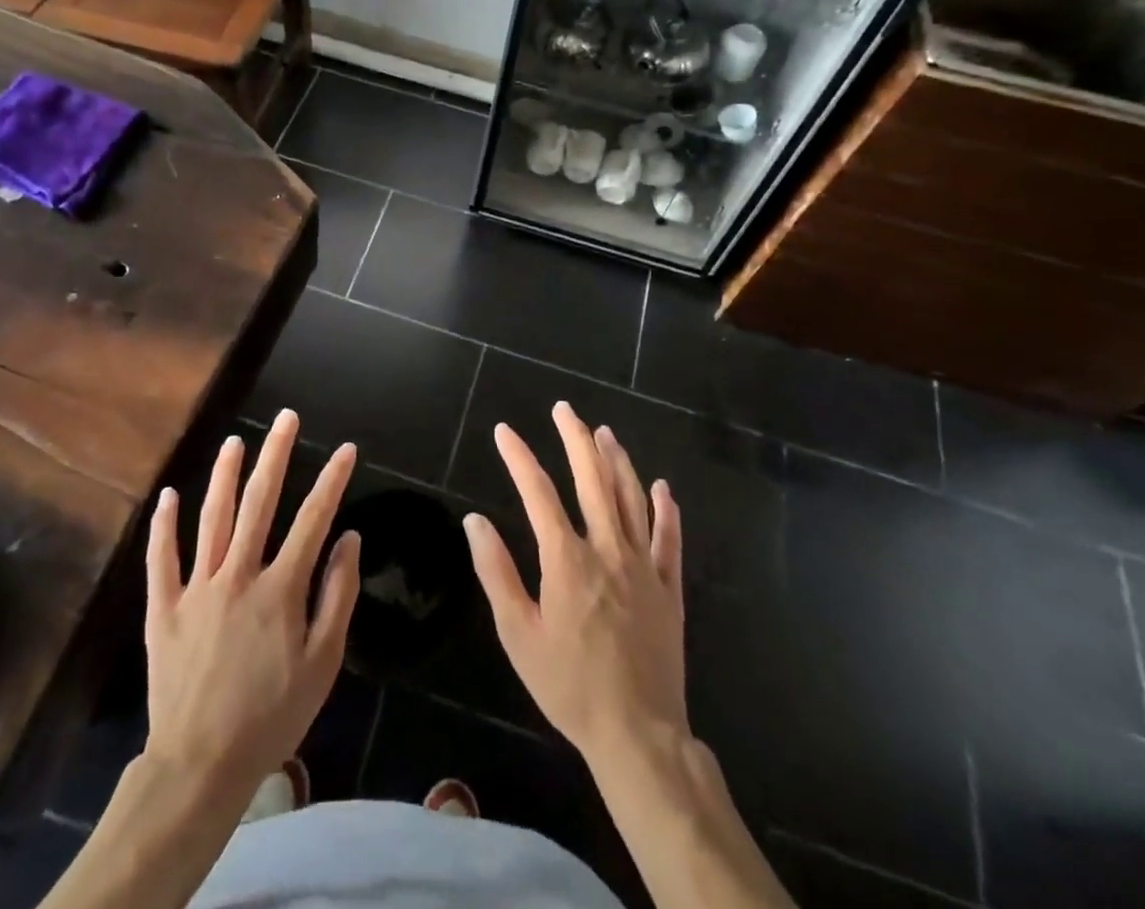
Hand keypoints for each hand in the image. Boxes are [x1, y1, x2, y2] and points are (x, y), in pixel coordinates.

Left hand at [143, 411, 360, 802]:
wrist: (200, 766)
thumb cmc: (272, 716)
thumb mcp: (322, 664)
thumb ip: (337, 596)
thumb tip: (349, 539)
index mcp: (280, 589)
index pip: (313, 520)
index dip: (332, 481)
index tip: (346, 449)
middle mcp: (238, 575)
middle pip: (259, 503)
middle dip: (276, 455)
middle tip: (286, 418)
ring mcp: (197, 589)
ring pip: (212, 518)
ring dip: (224, 475)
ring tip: (235, 441)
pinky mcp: (165, 609)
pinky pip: (162, 559)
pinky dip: (164, 526)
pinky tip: (168, 496)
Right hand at [463, 402, 687, 769]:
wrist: (637, 734)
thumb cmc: (569, 685)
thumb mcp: (518, 634)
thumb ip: (496, 573)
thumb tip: (475, 521)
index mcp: (566, 559)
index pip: (538, 492)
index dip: (519, 457)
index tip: (505, 431)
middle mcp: (607, 549)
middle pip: (592, 479)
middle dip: (575, 438)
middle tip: (563, 409)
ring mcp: (643, 566)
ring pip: (630, 498)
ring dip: (617, 460)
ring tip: (604, 432)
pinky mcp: (669, 588)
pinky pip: (669, 539)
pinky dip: (665, 509)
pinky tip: (661, 487)